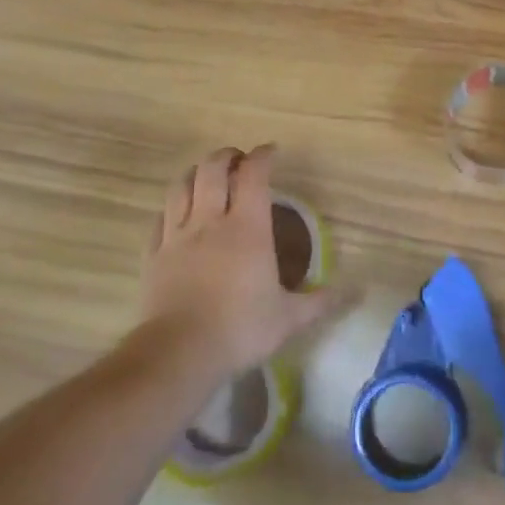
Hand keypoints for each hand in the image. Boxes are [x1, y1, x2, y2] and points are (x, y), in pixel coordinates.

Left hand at [142, 146, 338, 375]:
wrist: (179, 352)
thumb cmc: (240, 329)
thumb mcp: (289, 319)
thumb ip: (318, 301)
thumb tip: (351, 292)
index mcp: (247, 229)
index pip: (253, 175)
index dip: (262, 156)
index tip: (271, 152)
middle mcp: (209, 221)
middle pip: (212, 169)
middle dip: (227, 156)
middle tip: (238, 160)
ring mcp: (177, 236)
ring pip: (181, 186)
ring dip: (195, 173)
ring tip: (206, 176)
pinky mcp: (154, 254)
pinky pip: (161, 218)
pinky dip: (172, 206)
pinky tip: (177, 213)